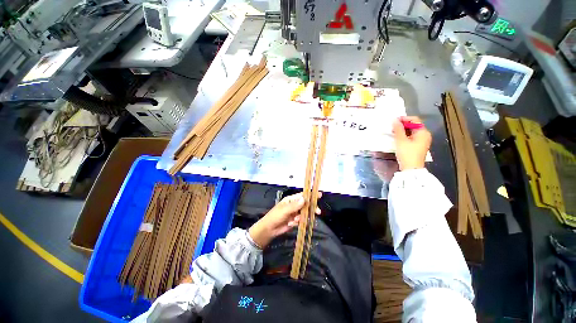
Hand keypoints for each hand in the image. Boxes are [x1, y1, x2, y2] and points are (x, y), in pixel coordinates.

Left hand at [248, 193, 320, 248]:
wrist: (269, 229)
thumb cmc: (275, 216)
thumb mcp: (284, 210)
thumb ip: (295, 206)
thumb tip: (304, 199)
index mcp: (291, 199)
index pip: (303, 195)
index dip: (311, 195)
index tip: (320, 195)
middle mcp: (294, 205)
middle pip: (306, 204)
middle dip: (311, 208)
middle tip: (317, 212)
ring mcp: (295, 213)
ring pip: (305, 213)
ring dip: (302, 217)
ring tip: (295, 221)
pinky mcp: (295, 220)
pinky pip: (301, 220)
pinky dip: (298, 222)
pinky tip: (291, 224)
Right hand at [392, 116, 431, 170]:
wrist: (411, 169)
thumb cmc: (407, 153)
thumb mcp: (401, 140)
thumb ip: (398, 129)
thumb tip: (394, 119)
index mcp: (423, 132)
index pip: (414, 120)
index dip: (404, 119)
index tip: (393, 121)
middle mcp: (425, 135)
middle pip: (414, 125)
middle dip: (402, 125)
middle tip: (392, 127)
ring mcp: (422, 141)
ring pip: (412, 131)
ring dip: (402, 130)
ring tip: (393, 132)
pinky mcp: (418, 146)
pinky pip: (411, 137)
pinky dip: (404, 136)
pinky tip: (397, 138)